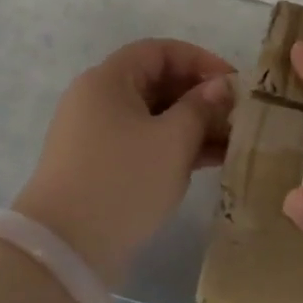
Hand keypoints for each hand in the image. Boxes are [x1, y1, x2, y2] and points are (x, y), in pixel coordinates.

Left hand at [13, 39, 235, 289]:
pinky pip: (143, 142)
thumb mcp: (172, 141)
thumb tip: (220, 86)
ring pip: (153, 116)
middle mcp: (98, 99)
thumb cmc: (123, 181)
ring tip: (232, 143)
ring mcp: (96, 134)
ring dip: (191, 125)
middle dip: (199, 96)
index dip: (200, 60)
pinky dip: (173, 147)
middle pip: (156, 82)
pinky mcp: (100, 165)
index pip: (160, 51)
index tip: (234, 83)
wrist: (65, 251)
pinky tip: (210, 161)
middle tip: (237, 117)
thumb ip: (200, 108)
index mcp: (108, 80)